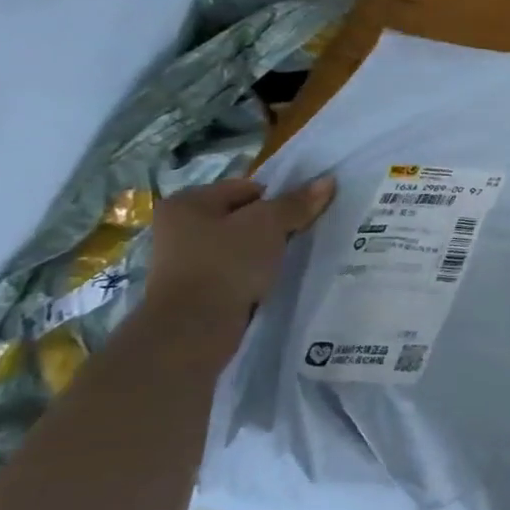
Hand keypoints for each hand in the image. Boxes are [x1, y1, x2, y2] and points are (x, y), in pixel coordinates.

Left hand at [143, 176, 335, 333]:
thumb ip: (297, 203)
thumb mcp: (269, 224)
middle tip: (304, 235)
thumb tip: (327, 181)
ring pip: (244, 244)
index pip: (249, 188)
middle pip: (245, 216)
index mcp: (189, 202)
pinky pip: (238, 269)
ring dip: (269, 250)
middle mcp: (181, 226)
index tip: (303, 216)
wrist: (193, 328)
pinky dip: (257, 272)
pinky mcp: (199, 287)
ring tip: (291, 258)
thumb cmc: (226, 263)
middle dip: (276, 225)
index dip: (280, 199)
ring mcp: (187, 259)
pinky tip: (274, 278)